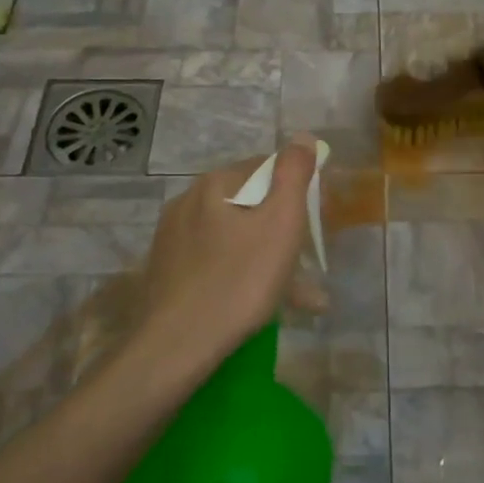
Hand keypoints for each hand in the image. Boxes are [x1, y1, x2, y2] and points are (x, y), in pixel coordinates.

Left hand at [132, 135, 318, 378]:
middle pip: (249, 203)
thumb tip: (303, 137)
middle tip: (308, 260)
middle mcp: (188, 201)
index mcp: (215, 184)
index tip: (316, 222)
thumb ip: (294, 174)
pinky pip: (215, 262)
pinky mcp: (167, 271)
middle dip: (283, 228)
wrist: (177, 345)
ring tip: (299, 295)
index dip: (297, 190)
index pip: (267, 168)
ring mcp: (172, 238)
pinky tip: (259, 304)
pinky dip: (241, 274)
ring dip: (267, 256)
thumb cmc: (239, 280)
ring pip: (233, 237)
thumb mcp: (281, 223)